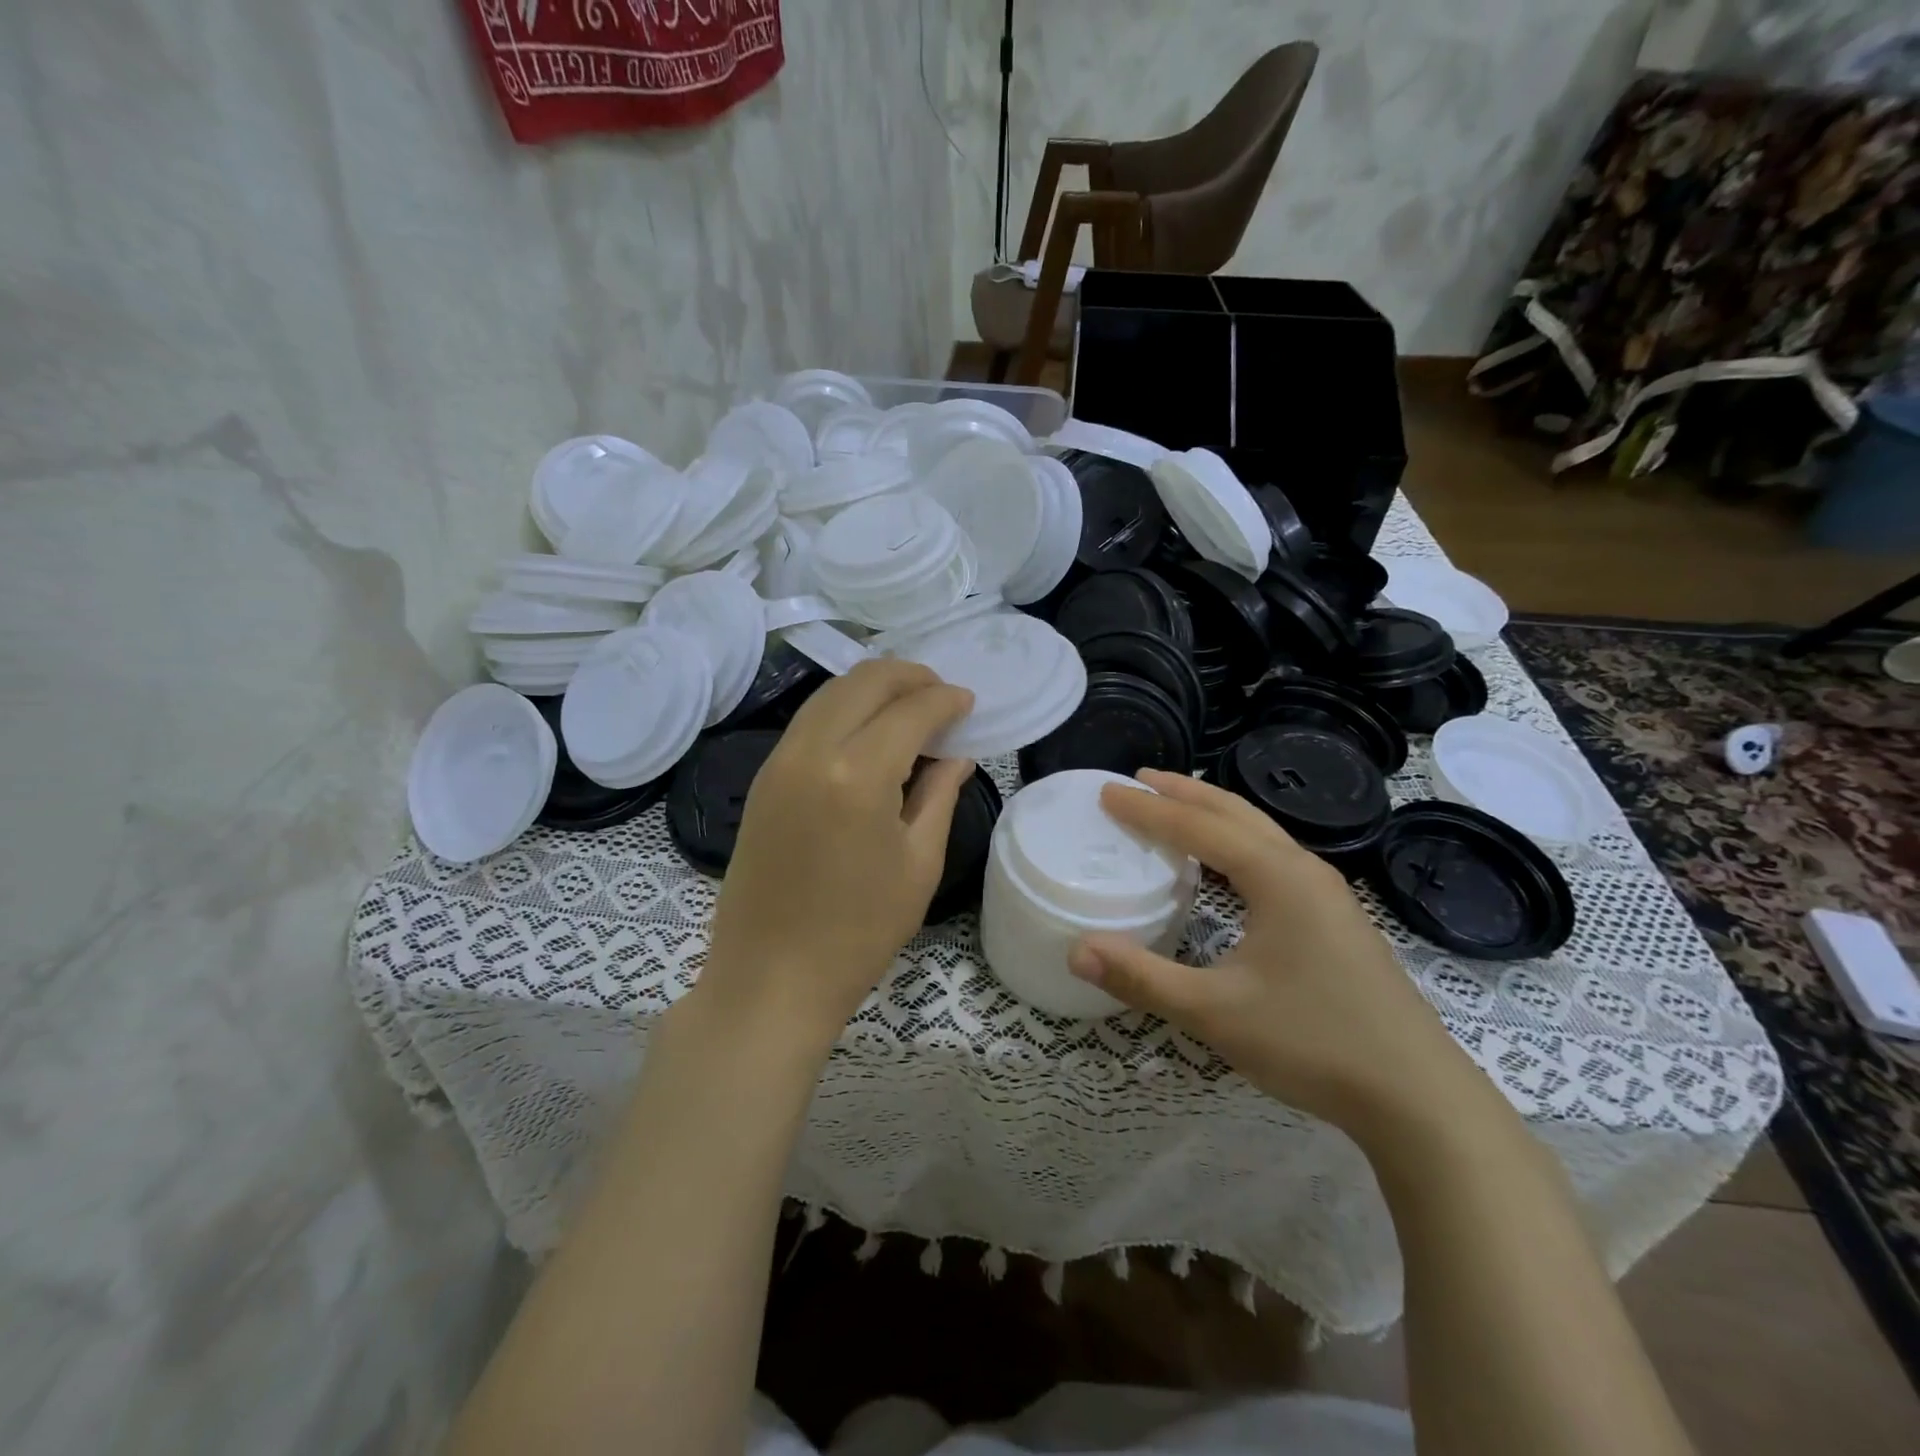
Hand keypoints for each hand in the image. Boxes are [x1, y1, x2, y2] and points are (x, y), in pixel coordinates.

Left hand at [698, 659, 974, 1050]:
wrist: (770, 978)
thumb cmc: (858, 932)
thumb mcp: (917, 864)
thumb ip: (939, 796)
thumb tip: (957, 755)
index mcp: (859, 773)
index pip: (911, 709)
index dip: (946, 699)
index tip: (968, 702)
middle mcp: (812, 750)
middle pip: (864, 681)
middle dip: (910, 676)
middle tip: (941, 696)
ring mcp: (779, 760)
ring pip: (830, 693)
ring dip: (873, 688)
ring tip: (909, 708)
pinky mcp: (763, 778)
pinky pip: (809, 721)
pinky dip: (844, 710)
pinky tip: (868, 733)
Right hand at [1068, 770, 1483, 1138]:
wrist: (1418, 1097)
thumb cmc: (1312, 1042)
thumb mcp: (1215, 1012)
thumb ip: (1142, 978)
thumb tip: (1075, 952)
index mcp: (1277, 877)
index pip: (1199, 827)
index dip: (1149, 809)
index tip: (1108, 793)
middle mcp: (1304, 871)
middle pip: (1235, 814)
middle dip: (1184, 793)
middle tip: (1139, 779)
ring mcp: (1327, 895)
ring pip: (1261, 833)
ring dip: (1214, 815)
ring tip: (1176, 808)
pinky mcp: (1337, 920)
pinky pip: (1275, 858)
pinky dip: (1238, 843)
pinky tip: (1227, 868)